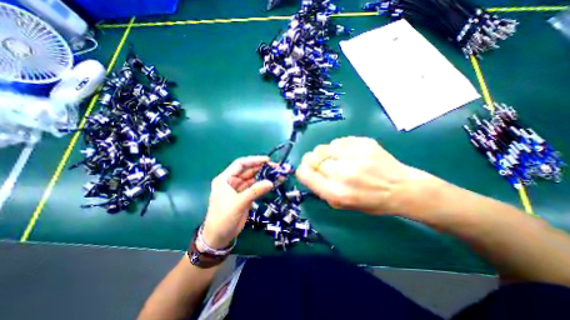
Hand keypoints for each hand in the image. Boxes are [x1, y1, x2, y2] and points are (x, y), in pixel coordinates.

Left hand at [202, 156, 273, 247]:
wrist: (219, 237)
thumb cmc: (223, 218)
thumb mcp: (239, 203)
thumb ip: (255, 191)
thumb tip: (271, 182)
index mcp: (225, 179)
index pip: (240, 164)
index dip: (254, 160)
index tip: (267, 160)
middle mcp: (232, 181)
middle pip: (248, 171)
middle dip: (261, 168)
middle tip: (276, 167)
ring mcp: (239, 189)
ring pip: (253, 179)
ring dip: (264, 177)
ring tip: (277, 175)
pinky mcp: (244, 196)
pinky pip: (255, 188)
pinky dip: (263, 185)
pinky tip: (272, 183)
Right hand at [297, 135, 429, 215]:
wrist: (401, 188)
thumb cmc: (370, 201)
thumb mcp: (341, 204)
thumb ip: (321, 188)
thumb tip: (309, 173)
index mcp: (336, 192)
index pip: (304, 173)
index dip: (302, 171)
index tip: (307, 171)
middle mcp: (343, 173)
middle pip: (311, 158)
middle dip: (313, 162)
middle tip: (323, 165)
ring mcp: (354, 155)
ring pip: (323, 147)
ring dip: (325, 154)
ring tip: (336, 159)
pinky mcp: (363, 142)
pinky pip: (337, 141)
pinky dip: (338, 148)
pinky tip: (348, 154)